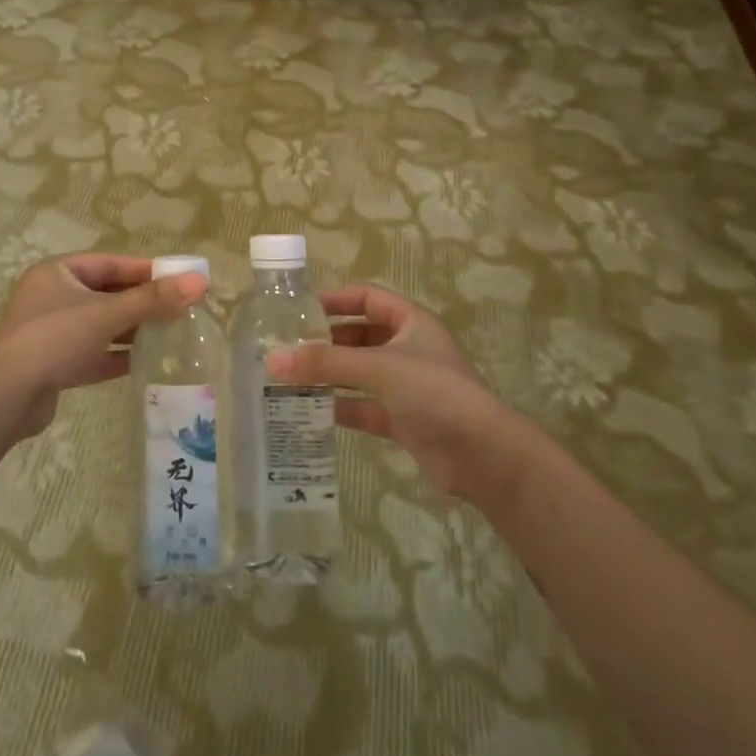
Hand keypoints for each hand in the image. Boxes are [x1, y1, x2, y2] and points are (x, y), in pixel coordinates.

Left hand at [0, 253, 207, 437]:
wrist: (6, 396)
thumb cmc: (55, 339)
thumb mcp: (107, 314)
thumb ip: (153, 300)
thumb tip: (200, 281)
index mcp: (58, 273)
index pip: (110, 264)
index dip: (146, 270)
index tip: (179, 278)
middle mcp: (53, 298)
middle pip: (107, 294)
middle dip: (142, 302)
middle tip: (180, 308)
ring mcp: (53, 332)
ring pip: (101, 325)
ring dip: (132, 329)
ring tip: (170, 334)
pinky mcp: (55, 364)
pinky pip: (93, 353)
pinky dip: (117, 355)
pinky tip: (146, 361)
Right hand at [269, 287, 532, 503]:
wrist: (484, 457)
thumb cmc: (435, 393)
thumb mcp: (379, 368)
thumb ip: (325, 363)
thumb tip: (271, 359)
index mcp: (410, 322)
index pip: (366, 298)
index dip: (334, 300)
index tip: (298, 310)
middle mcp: (407, 349)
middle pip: (358, 336)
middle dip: (324, 341)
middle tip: (285, 348)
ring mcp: (405, 386)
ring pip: (358, 372)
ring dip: (328, 375)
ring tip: (287, 378)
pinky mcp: (402, 420)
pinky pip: (363, 406)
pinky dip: (339, 406)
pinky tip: (309, 411)